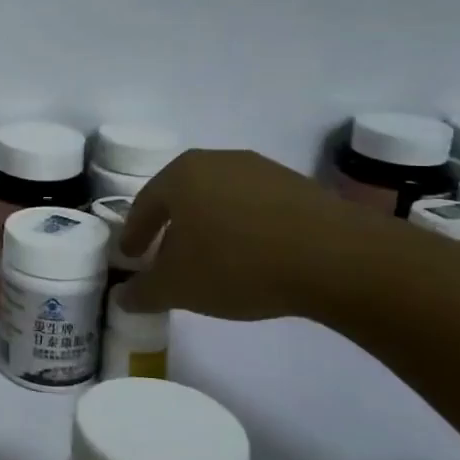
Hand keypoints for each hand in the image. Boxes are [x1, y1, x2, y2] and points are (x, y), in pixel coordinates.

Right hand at [120, 149, 356, 320]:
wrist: (338, 259)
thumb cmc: (238, 264)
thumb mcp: (179, 288)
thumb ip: (143, 292)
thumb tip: (122, 298)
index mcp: (180, 174)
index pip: (144, 205)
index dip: (134, 234)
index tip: (132, 257)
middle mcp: (217, 160)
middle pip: (182, 196)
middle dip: (171, 227)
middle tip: (166, 257)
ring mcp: (261, 169)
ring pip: (220, 199)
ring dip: (209, 227)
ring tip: (212, 260)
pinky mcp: (299, 186)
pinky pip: (255, 207)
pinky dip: (244, 228)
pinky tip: (252, 256)